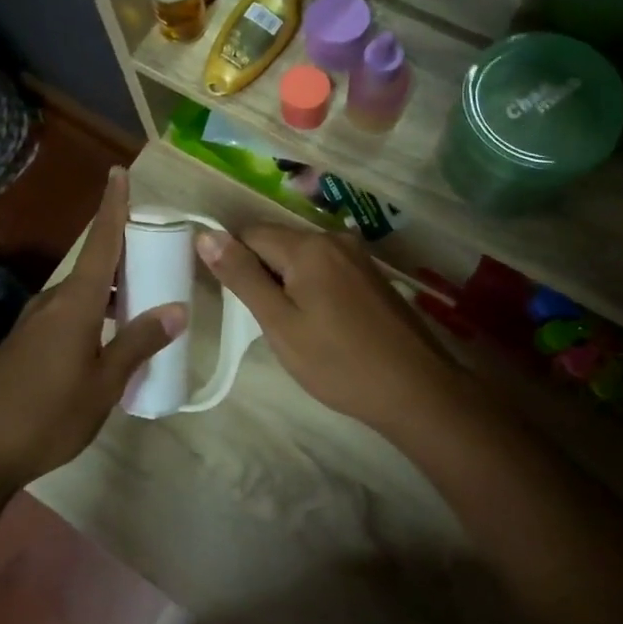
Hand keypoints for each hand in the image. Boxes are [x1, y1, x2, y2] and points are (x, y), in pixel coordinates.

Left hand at [0, 169, 184, 491]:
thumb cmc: (45, 414)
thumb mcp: (103, 384)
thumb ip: (138, 343)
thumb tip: (177, 309)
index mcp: (74, 303)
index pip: (101, 242)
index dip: (113, 207)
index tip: (119, 172)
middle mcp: (51, 303)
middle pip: (92, 267)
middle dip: (123, 258)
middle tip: (158, 259)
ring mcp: (32, 325)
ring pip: (79, 295)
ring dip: (109, 293)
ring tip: (141, 304)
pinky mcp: (23, 346)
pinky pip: (66, 317)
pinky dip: (91, 316)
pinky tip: (105, 344)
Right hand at [195, 225, 468, 437]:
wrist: (416, 390)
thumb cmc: (338, 362)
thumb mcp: (280, 323)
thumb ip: (242, 276)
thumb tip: (206, 235)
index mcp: (308, 246)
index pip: (249, 233)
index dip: (234, 263)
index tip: (236, 302)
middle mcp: (334, 238)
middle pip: (277, 242)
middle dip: (262, 273)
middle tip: (267, 322)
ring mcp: (357, 255)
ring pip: (301, 257)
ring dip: (287, 283)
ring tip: (295, 327)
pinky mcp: (371, 274)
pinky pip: (326, 268)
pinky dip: (312, 288)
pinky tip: (322, 324)